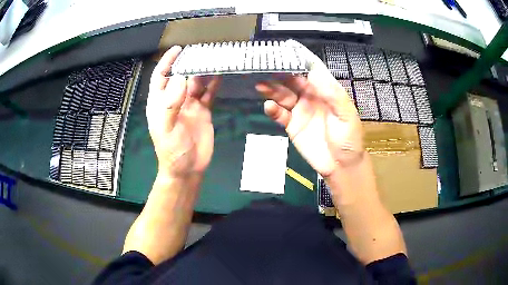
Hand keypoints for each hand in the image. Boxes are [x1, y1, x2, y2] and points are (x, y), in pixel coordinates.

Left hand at [146, 46, 220, 177]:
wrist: (188, 168)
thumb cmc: (172, 151)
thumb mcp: (167, 128)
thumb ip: (171, 103)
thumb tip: (181, 77)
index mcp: (160, 103)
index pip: (161, 77)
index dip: (167, 62)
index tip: (178, 49)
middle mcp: (174, 100)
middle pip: (180, 76)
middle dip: (188, 63)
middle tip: (200, 51)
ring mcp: (189, 105)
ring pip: (196, 83)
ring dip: (202, 71)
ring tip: (212, 58)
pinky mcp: (203, 111)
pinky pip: (208, 94)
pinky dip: (214, 84)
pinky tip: (220, 75)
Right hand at [255, 44, 363, 176]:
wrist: (341, 166)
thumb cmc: (349, 139)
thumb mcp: (346, 115)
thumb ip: (332, 94)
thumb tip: (314, 71)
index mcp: (326, 91)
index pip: (312, 70)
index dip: (301, 59)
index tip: (287, 49)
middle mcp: (311, 97)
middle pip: (293, 80)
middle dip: (280, 73)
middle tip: (265, 67)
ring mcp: (300, 111)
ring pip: (283, 95)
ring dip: (272, 89)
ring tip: (260, 84)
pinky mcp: (292, 125)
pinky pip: (280, 114)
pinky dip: (273, 109)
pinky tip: (269, 106)